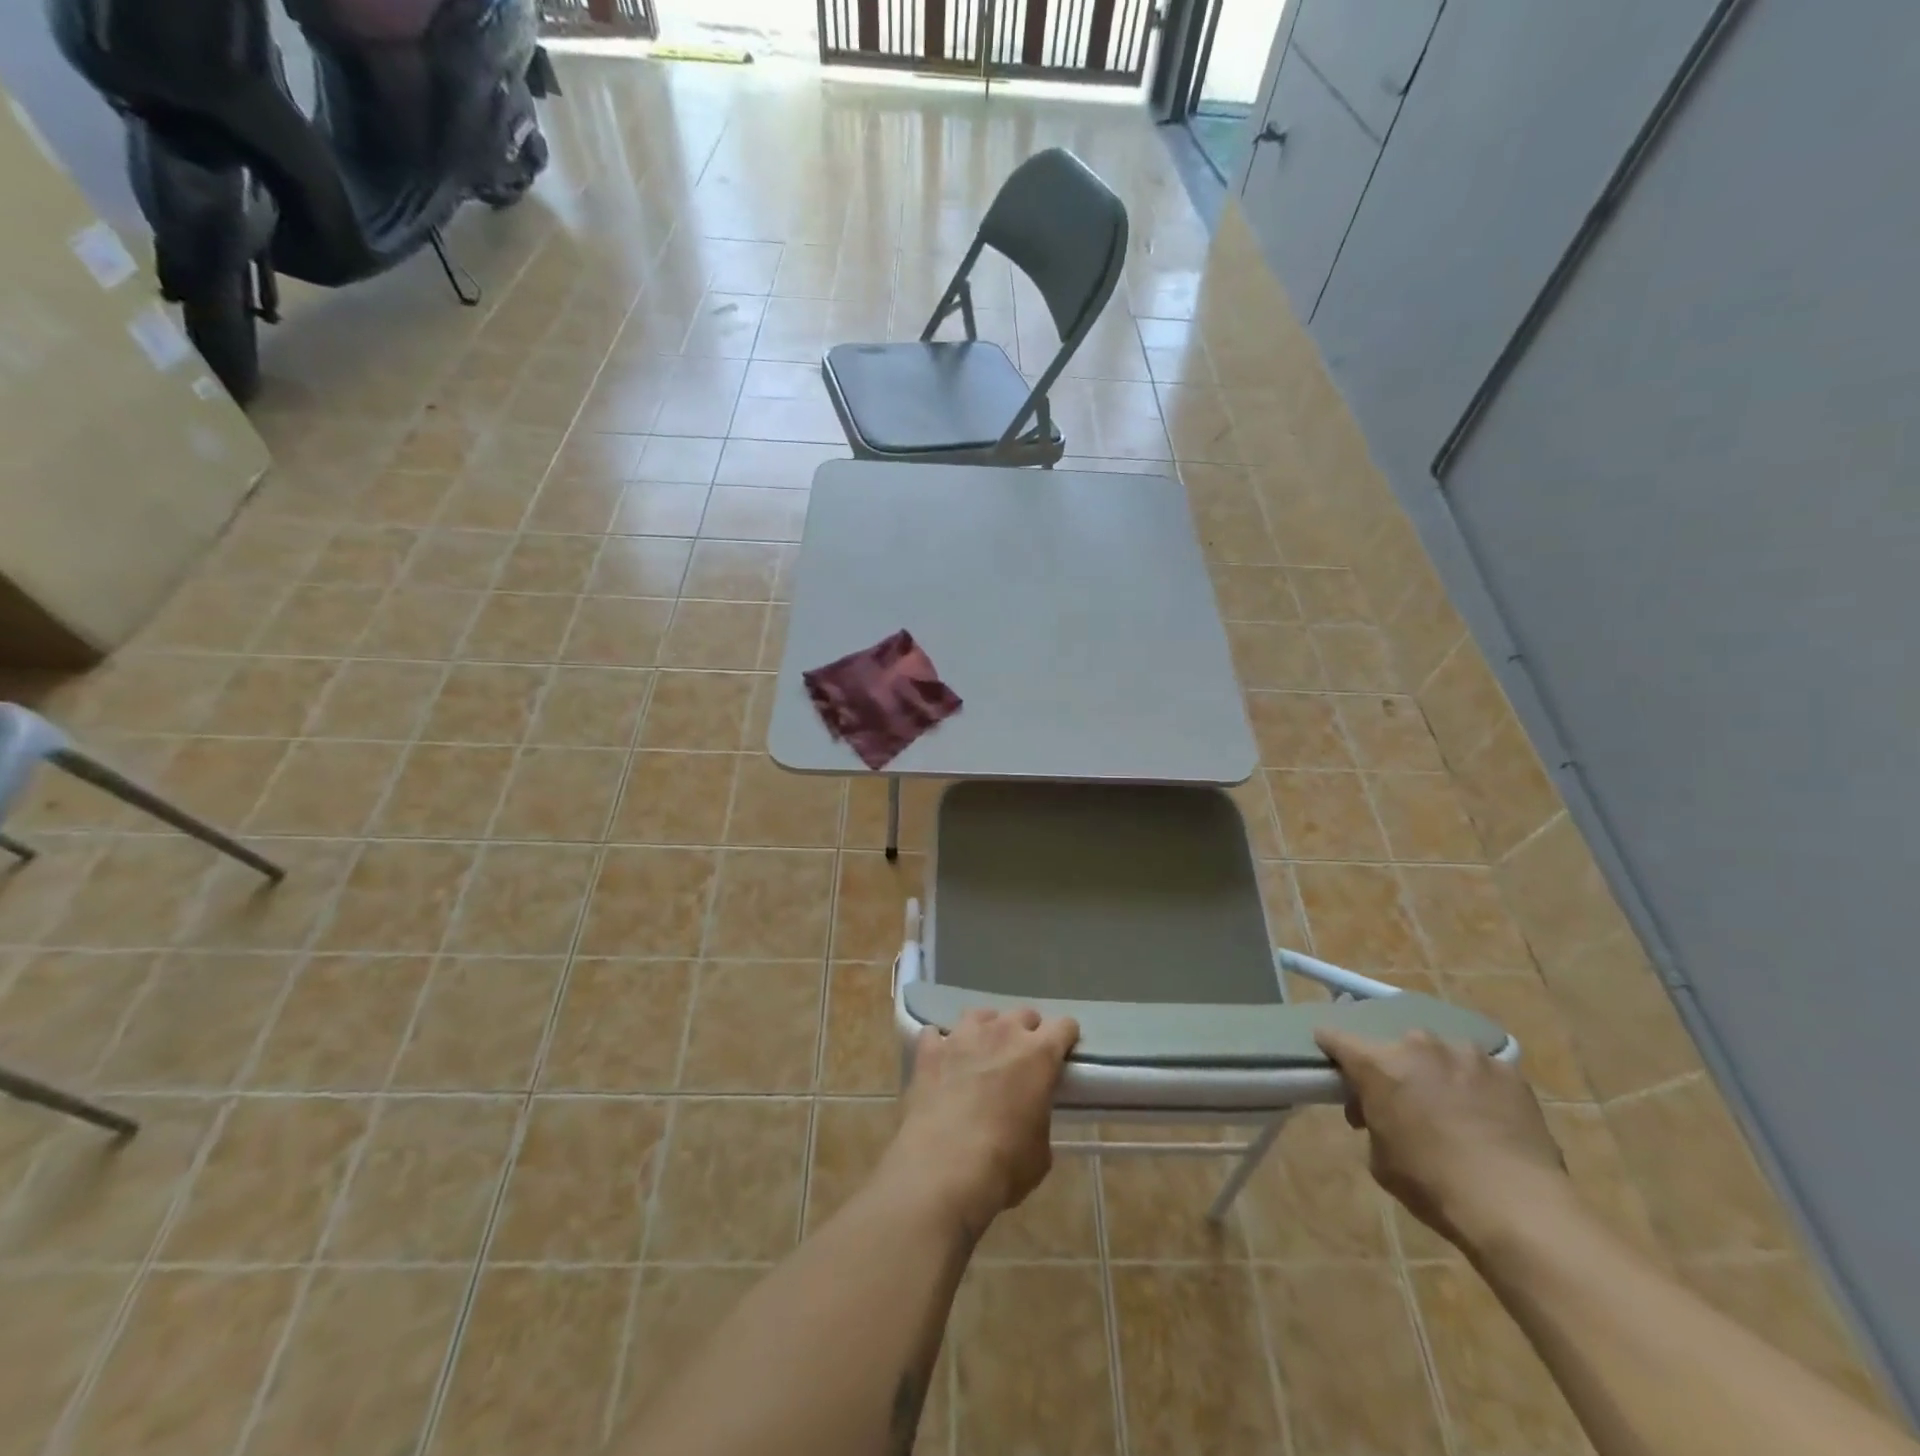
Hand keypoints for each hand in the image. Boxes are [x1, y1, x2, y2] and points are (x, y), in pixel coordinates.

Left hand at [879, 1007, 1079, 1238]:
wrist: (943, 1169)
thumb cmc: (1004, 1164)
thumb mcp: (1040, 1151)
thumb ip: (1038, 1119)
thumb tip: (1029, 1118)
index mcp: (1039, 1054)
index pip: (1065, 1026)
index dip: (1065, 1039)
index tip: (1062, 1055)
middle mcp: (1003, 1033)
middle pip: (1023, 1014)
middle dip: (1026, 1033)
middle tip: (1021, 1061)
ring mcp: (963, 1036)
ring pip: (980, 1015)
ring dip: (986, 1030)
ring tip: (981, 1053)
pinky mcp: (929, 1049)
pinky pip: (935, 1034)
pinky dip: (940, 1045)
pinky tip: (940, 1061)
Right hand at [1315, 1027, 1569, 1254]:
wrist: (1518, 1208)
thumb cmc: (1433, 1185)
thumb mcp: (1380, 1159)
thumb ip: (1372, 1121)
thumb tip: (1380, 1112)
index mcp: (1378, 1064)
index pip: (1336, 1038)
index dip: (1331, 1048)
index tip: (1332, 1059)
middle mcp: (1418, 1045)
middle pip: (1394, 1047)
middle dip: (1393, 1069)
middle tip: (1401, 1103)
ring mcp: (1466, 1054)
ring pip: (1440, 1055)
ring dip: (1436, 1073)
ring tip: (1451, 1108)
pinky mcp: (1508, 1071)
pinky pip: (1480, 1070)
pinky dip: (1476, 1086)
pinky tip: (1487, 1116)